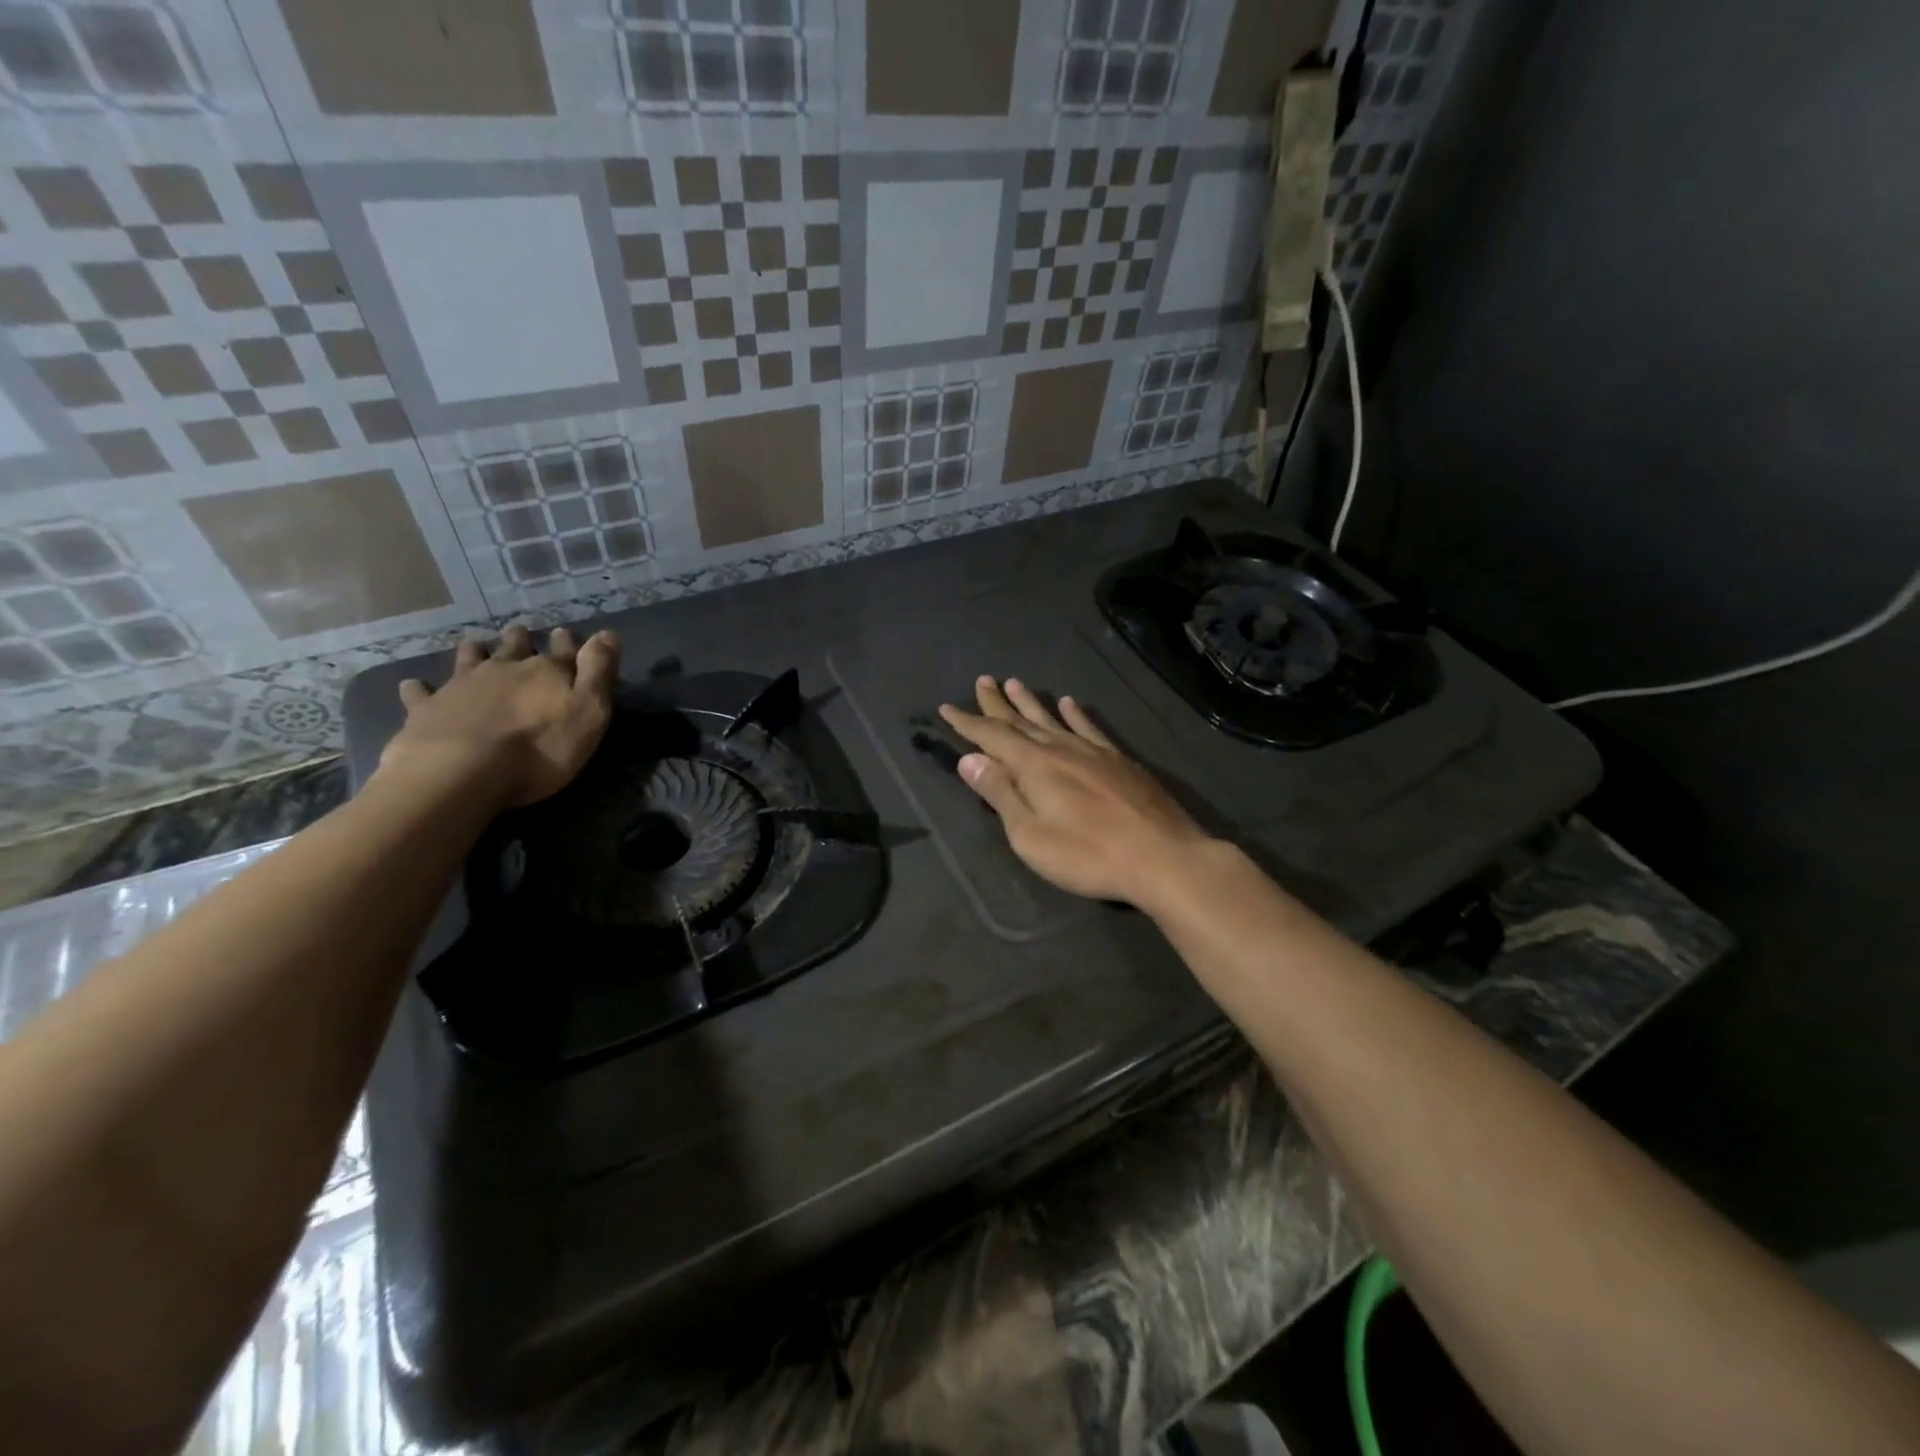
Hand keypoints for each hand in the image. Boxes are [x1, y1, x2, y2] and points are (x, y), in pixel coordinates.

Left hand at [378, 625, 619, 807]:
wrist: (462, 772)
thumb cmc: (540, 748)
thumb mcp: (589, 712)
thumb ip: (599, 672)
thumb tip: (608, 633)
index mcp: (547, 671)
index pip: (563, 649)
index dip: (568, 642)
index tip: (566, 635)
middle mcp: (505, 668)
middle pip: (515, 646)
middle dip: (521, 639)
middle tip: (520, 635)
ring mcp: (462, 685)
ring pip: (470, 658)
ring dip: (475, 652)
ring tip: (475, 648)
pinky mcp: (427, 708)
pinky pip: (420, 692)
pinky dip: (420, 688)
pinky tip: (415, 686)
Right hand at [938, 676, 1214, 907]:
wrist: (1162, 856)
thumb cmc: (1087, 854)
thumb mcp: (1030, 835)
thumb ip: (1000, 794)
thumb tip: (969, 759)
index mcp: (1034, 766)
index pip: (992, 737)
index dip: (968, 723)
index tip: (947, 708)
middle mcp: (1060, 748)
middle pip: (1021, 721)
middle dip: (997, 704)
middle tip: (982, 681)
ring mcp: (1093, 752)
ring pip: (1053, 719)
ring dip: (1031, 702)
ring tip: (1014, 683)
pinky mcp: (1119, 761)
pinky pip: (1090, 728)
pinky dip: (1076, 714)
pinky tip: (1069, 703)